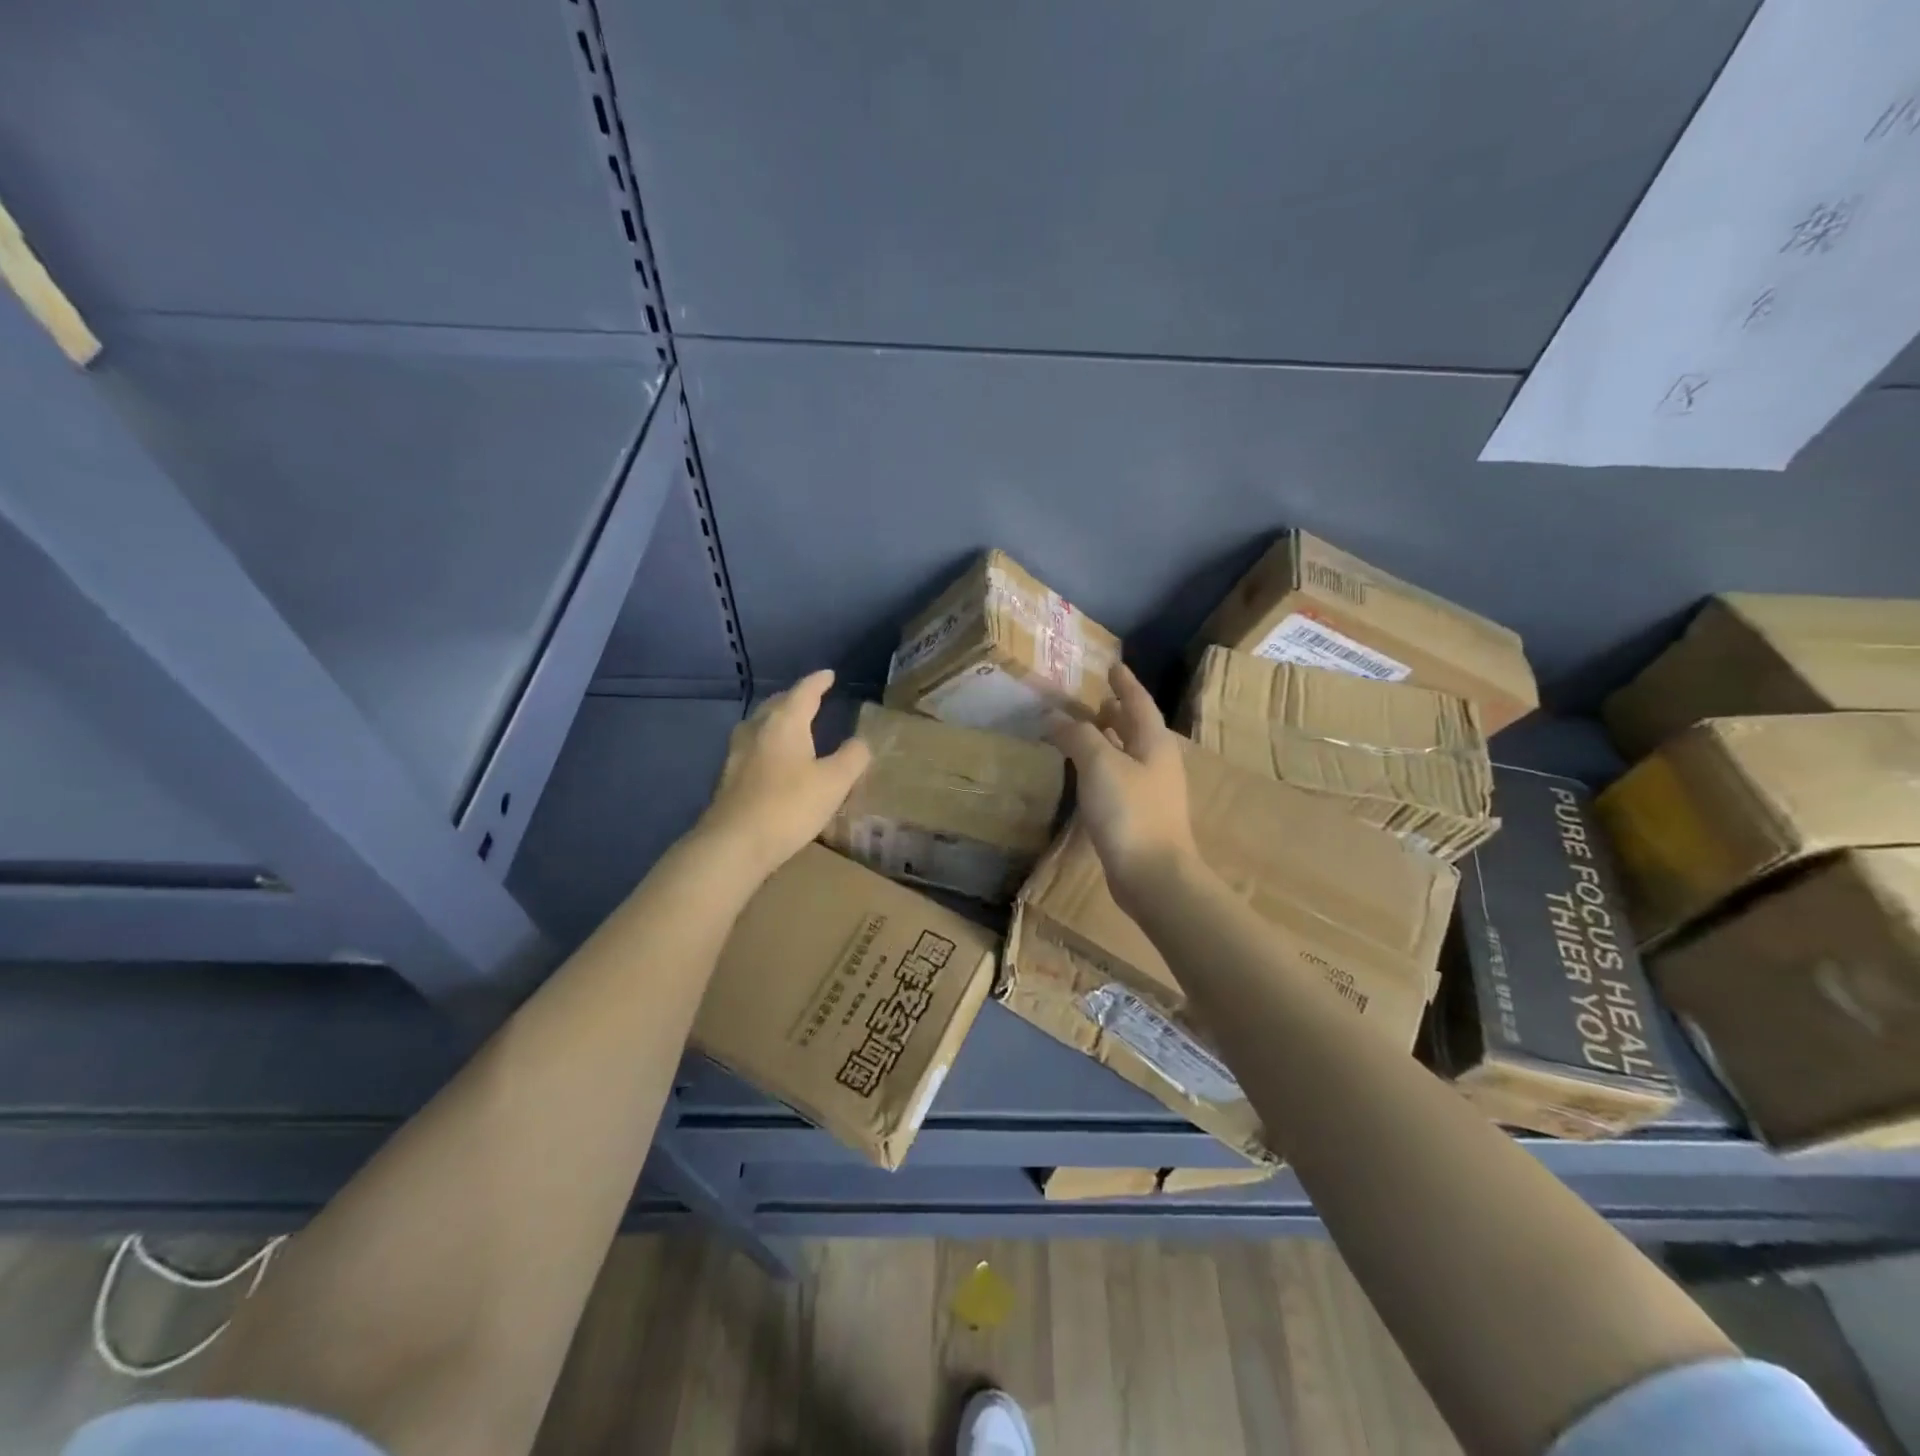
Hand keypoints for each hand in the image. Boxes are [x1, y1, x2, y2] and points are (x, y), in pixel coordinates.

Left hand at [699, 670, 871, 880]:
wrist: (734, 844)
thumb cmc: (789, 806)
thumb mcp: (834, 782)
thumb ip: (852, 757)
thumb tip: (860, 742)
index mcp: (785, 723)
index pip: (804, 692)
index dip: (818, 682)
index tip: (829, 674)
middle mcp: (757, 730)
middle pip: (777, 705)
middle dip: (794, 698)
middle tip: (810, 698)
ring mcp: (738, 754)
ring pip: (759, 725)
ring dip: (776, 719)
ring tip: (790, 724)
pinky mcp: (728, 778)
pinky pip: (752, 747)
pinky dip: (766, 743)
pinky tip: (771, 758)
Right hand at [1048, 663, 1200, 907]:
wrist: (1154, 877)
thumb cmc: (1130, 812)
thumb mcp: (1100, 765)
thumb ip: (1078, 736)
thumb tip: (1055, 716)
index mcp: (1154, 742)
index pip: (1138, 701)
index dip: (1124, 682)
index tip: (1112, 665)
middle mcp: (1157, 762)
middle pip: (1136, 727)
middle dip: (1116, 710)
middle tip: (1091, 697)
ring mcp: (1151, 791)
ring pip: (1127, 753)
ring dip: (1108, 738)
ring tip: (1083, 730)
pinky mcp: (1140, 815)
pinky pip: (1119, 778)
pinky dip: (1102, 766)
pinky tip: (1085, 774)